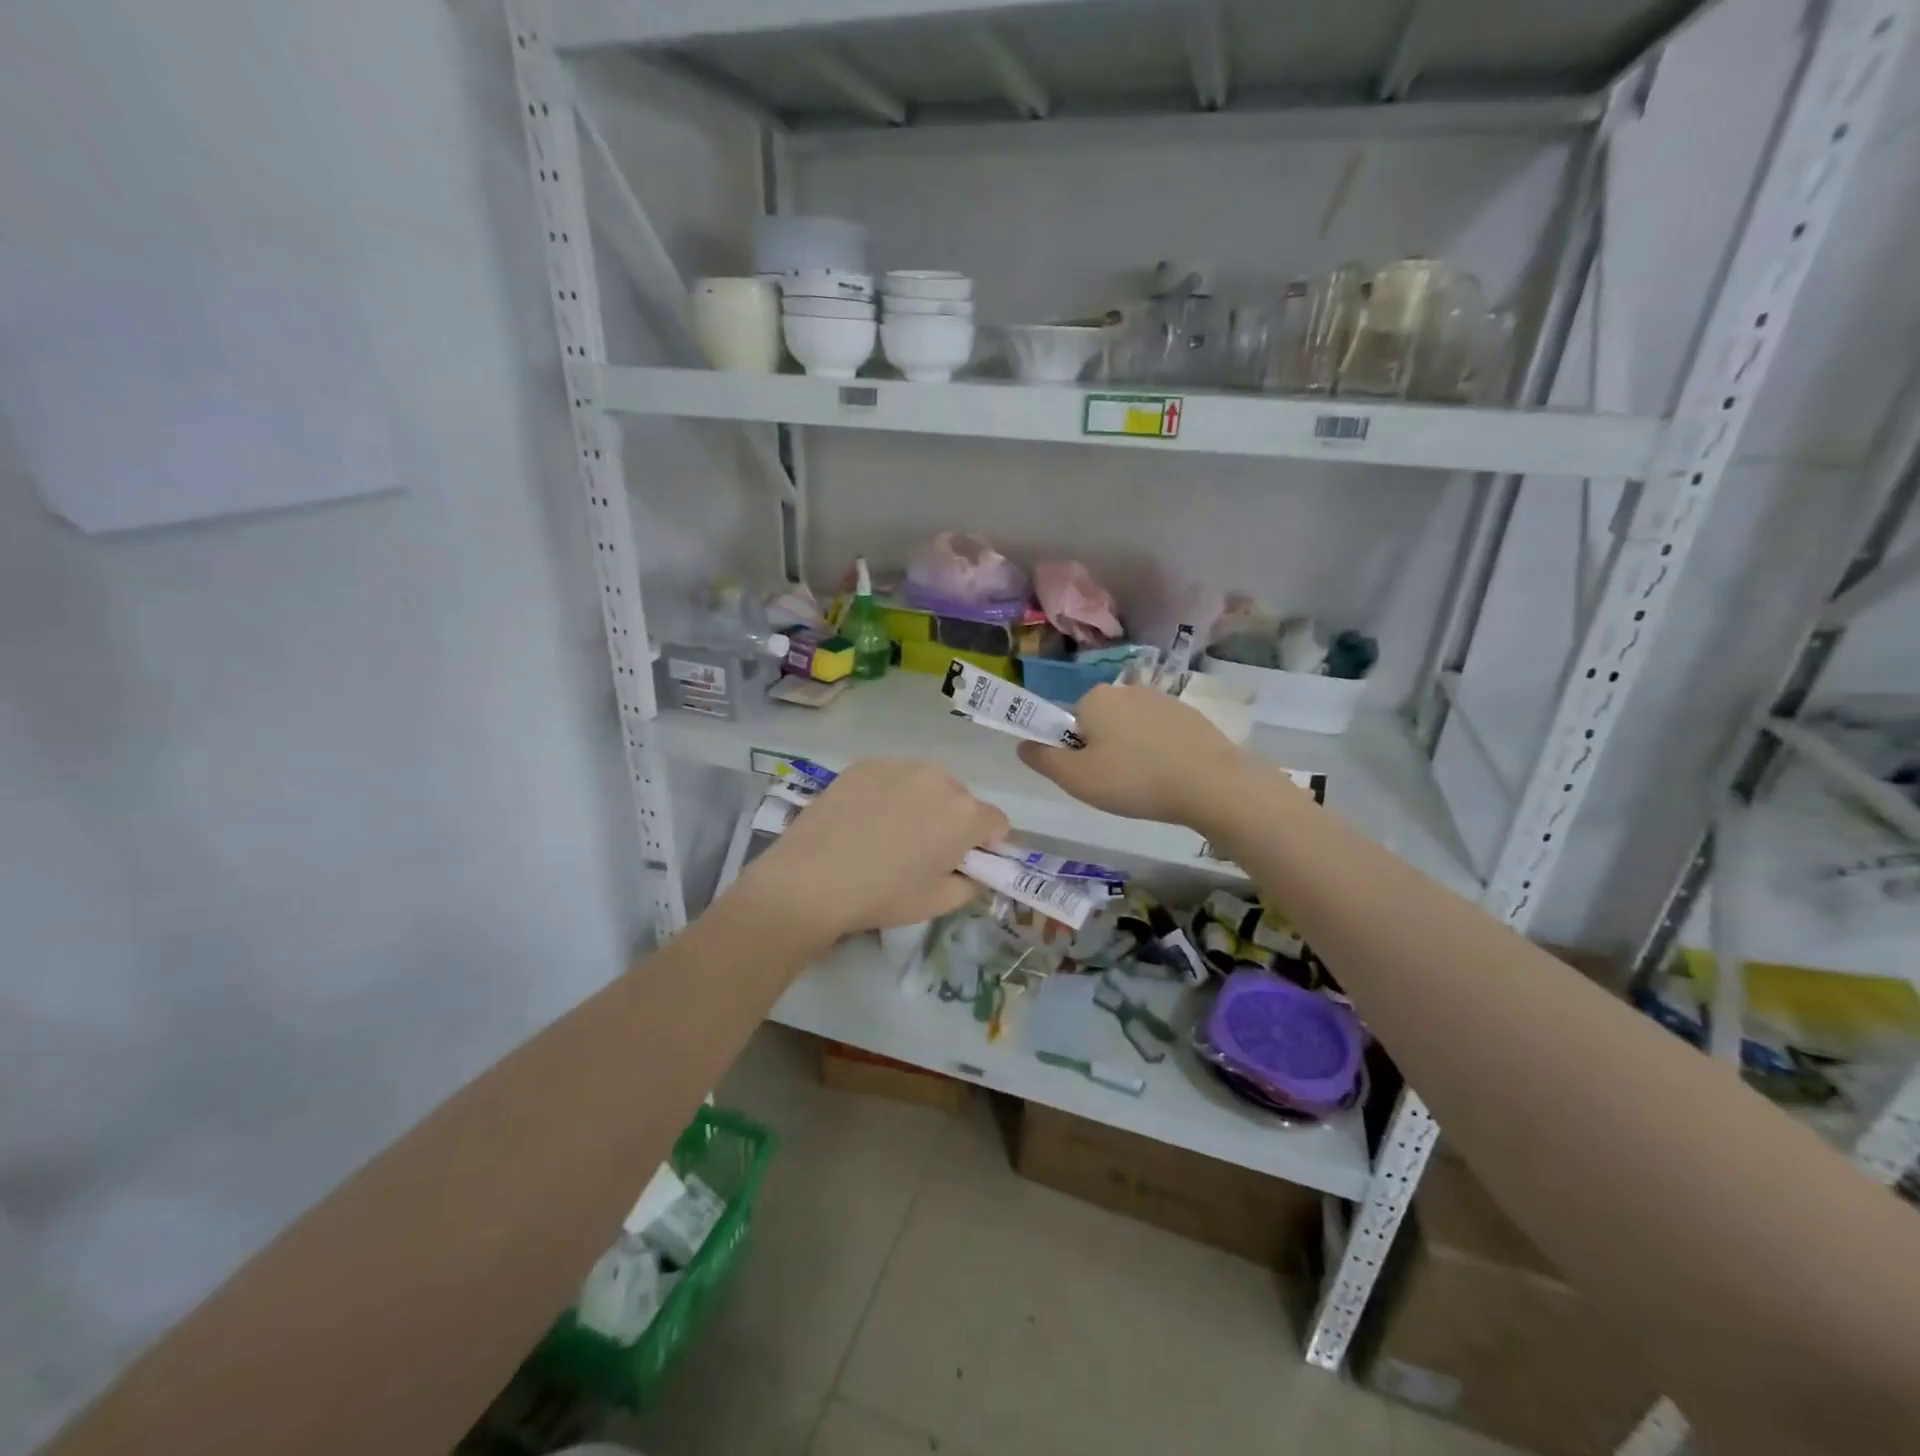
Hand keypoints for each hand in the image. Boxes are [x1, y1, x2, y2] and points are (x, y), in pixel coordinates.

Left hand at [735, 759, 1009, 945]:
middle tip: (920, 851)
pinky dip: (888, 794)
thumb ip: (972, 883)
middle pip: (962, 799)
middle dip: (951, 821)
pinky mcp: (866, 763)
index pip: (997, 823)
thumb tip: (975, 870)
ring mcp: (900, 765)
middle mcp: (940, 779)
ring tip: (887, 833)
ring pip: (926, 784)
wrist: (811, 879)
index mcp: (966, 813)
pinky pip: (892, 777)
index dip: (984, 845)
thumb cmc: (882, 895)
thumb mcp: (938, 902)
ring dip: (921, 804)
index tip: (960, 863)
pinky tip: (862, 820)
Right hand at [1016, 684, 1248, 829]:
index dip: (1075, 751)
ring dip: (1132, 750)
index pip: (1070, 722)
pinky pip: (1160, 732)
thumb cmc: (1134, 780)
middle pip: (1100, 722)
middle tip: (1117, 784)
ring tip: (1147, 783)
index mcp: (1094, 698)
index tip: (1092, 776)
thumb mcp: (1076, 779)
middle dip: (1104, 749)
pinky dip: (1159, 750)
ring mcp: (1162, 698)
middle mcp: (1126, 688)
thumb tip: (1022, 744)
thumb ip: (1043, 760)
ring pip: (1131, 728)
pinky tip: (1171, 775)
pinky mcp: (1190, 714)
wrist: (1211, 783)